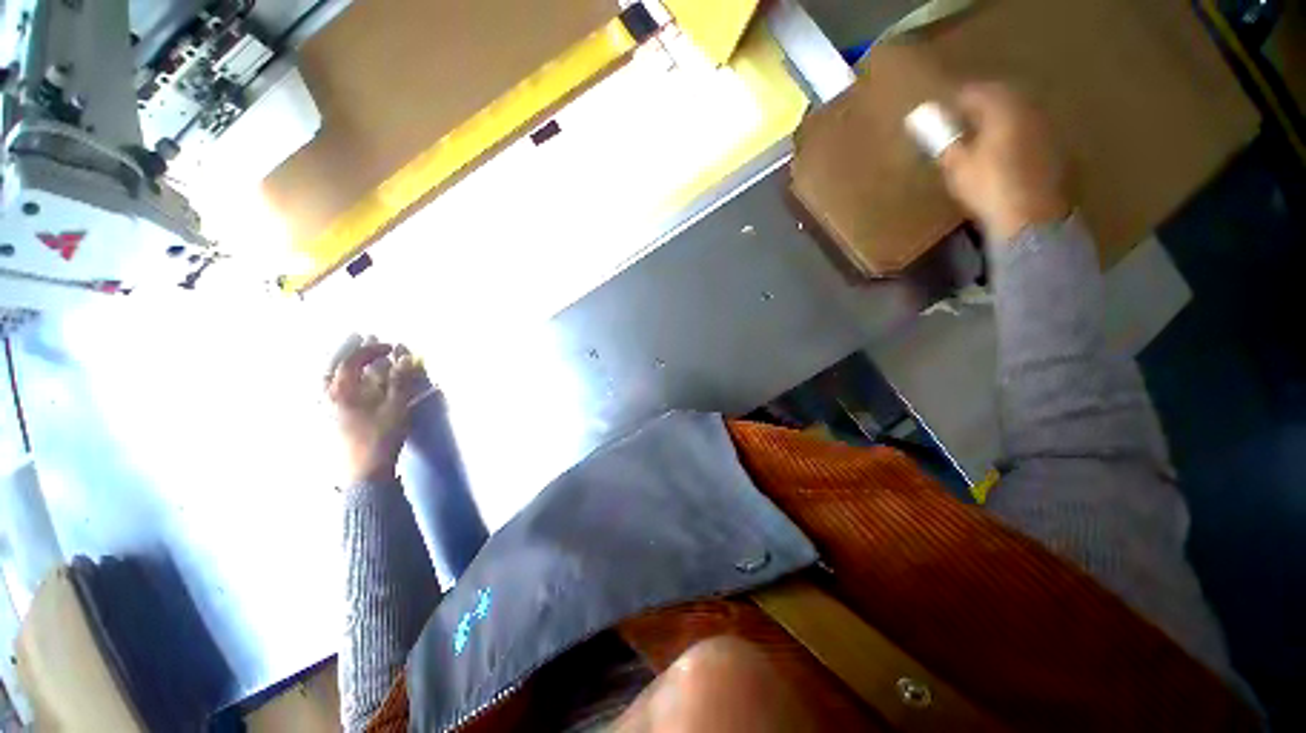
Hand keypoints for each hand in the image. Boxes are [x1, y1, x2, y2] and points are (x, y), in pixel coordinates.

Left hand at [325, 335, 428, 484]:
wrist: (364, 470)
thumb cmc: (381, 437)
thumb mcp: (395, 407)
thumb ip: (399, 381)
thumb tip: (406, 358)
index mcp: (342, 391)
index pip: (352, 361)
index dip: (371, 350)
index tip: (390, 347)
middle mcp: (329, 396)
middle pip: (334, 366)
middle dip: (349, 350)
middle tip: (361, 337)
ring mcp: (328, 409)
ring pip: (330, 379)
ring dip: (344, 364)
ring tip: (355, 355)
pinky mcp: (333, 419)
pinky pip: (333, 391)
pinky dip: (342, 380)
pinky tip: (352, 382)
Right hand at [938, 83, 1071, 242]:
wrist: (1030, 215)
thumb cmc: (988, 186)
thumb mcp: (957, 165)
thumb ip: (943, 139)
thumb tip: (922, 120)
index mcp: (1003, 107)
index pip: (975, 91)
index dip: (955, 100)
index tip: (940, 112)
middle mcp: (1028, 108)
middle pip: (1001, 98)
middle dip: (980, 107)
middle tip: (960, 121)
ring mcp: (1045, 127)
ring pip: (1017, 113)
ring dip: (998, 120)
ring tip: (980, 136)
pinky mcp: (1054, 147)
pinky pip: (1028, 130)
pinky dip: (1013, 134)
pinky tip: (1002, 150)